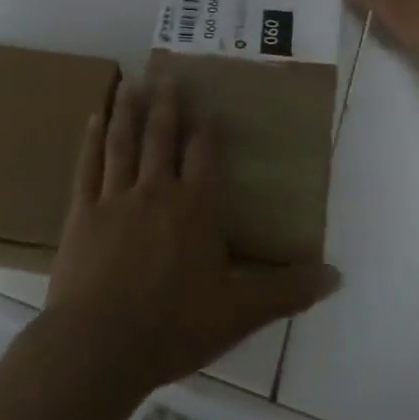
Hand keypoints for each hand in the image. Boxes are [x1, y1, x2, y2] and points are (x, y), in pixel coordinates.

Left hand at [43, 79, 338, 395]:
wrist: (99, 346)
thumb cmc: (173, 327)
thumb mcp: (239, 313)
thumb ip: (286, 290)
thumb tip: (336, 275)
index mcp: (195, 208)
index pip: (205, 155)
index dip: (209, 129)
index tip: (210, 105)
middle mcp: (156, 190)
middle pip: (162, 136)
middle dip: (167, 104)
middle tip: (166, 73)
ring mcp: (115, 197)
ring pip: (123, 141)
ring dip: (128, 109)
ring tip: (131, 81)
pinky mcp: (82, 211)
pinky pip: (88, 165)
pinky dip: (92, 139)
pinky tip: (93, 117)